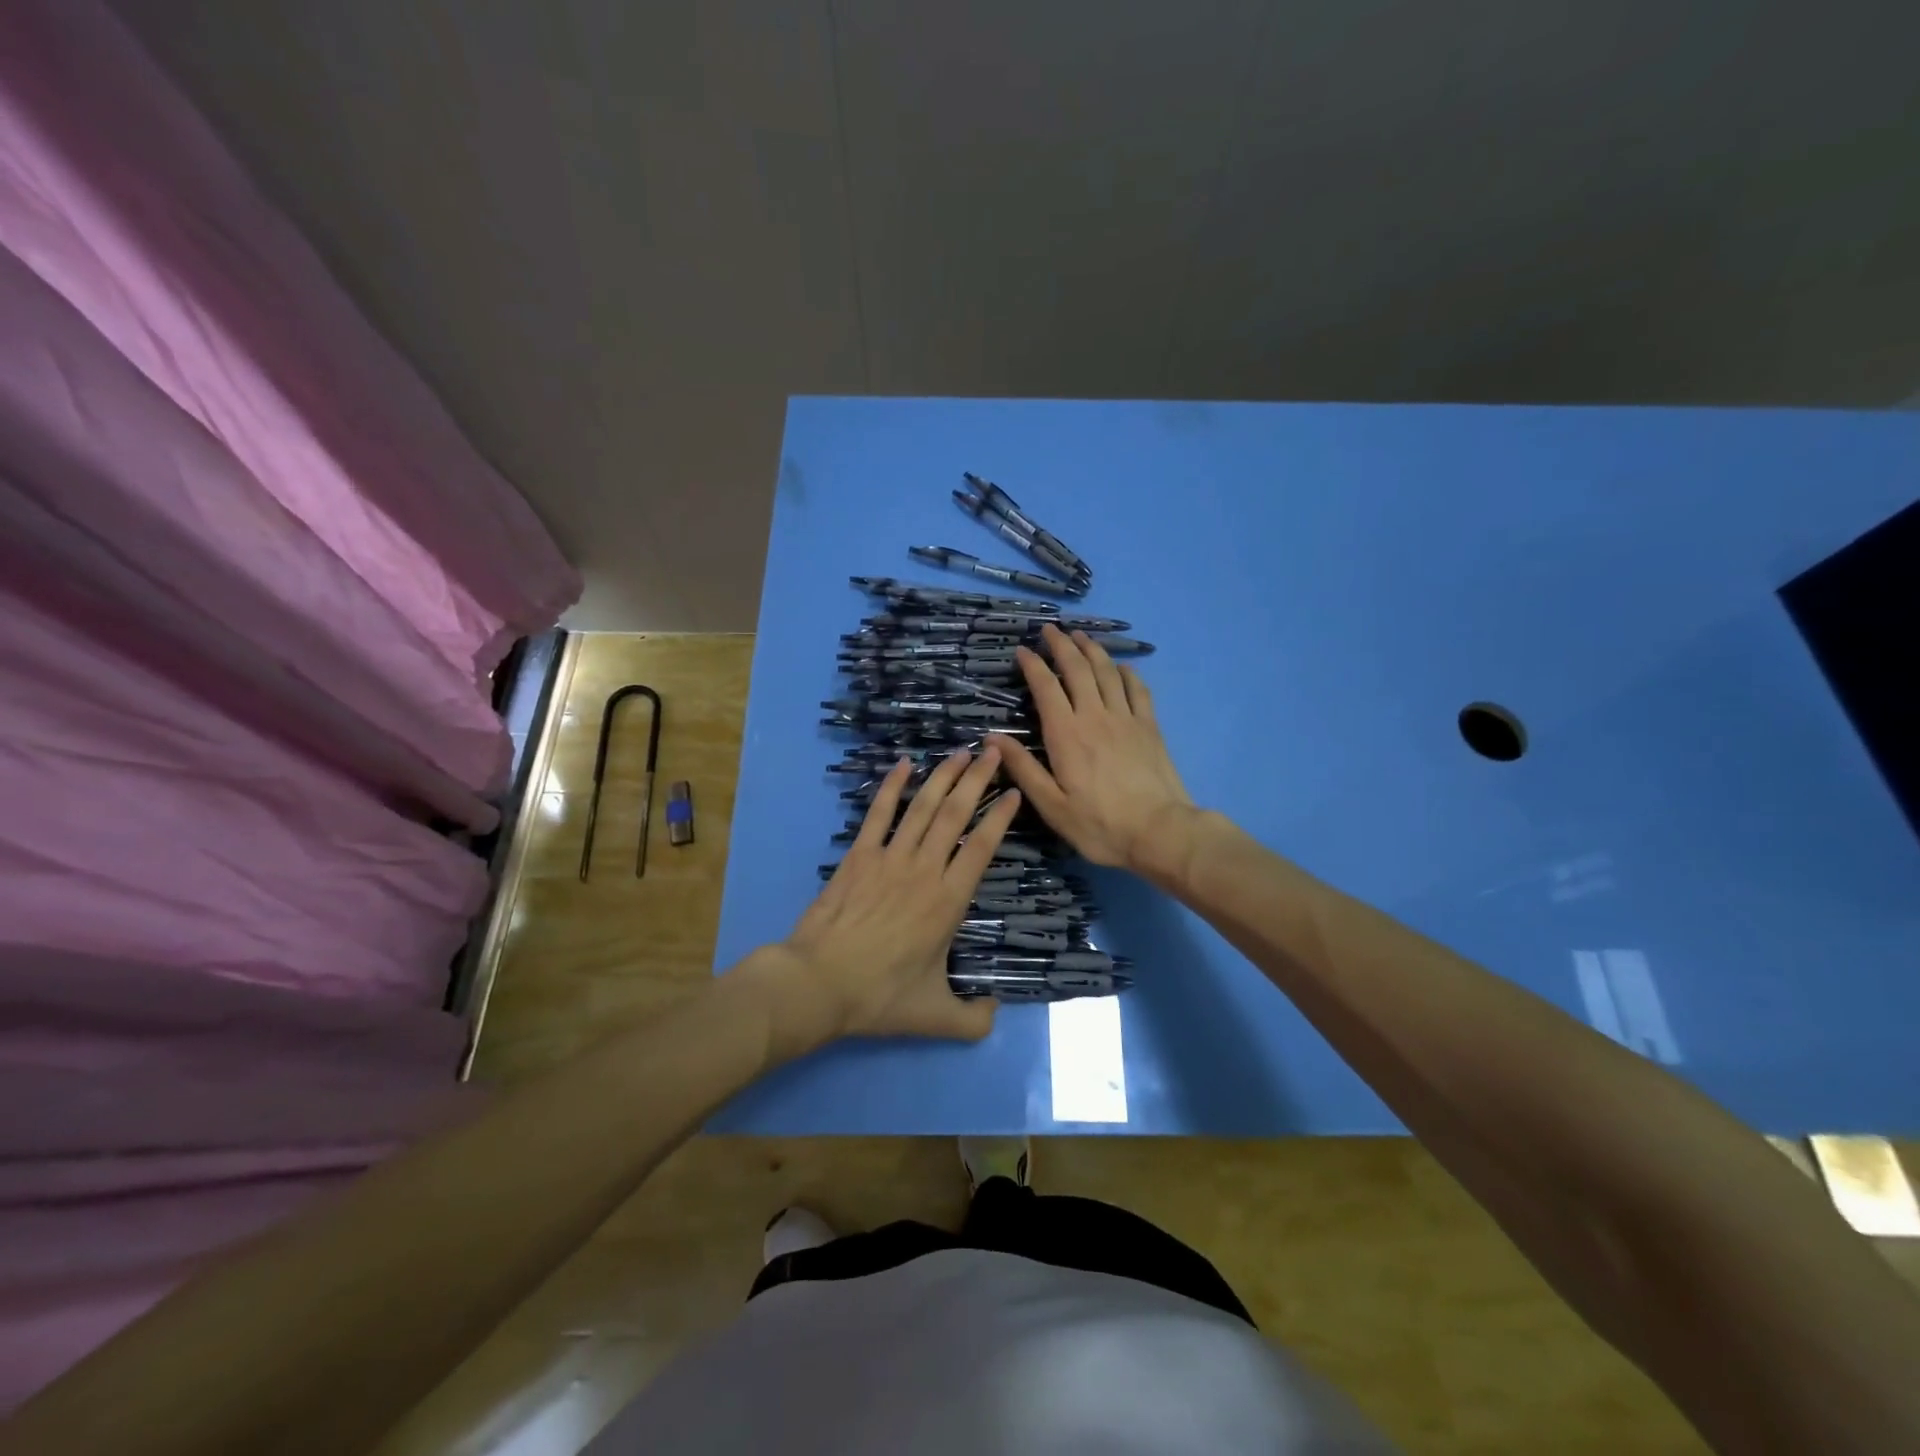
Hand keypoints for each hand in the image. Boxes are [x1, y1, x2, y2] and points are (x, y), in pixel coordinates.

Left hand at [779, 747, 1020, 1041]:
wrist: (818, 983)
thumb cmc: (879, 997)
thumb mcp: (935, 1018)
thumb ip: (972, 1019)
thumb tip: (994, 1013)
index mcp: (948, 901)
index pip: (982, 847)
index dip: (1001, 817)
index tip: (1015, 793)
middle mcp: (924, 870)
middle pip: (956, 814)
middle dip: (978, 780)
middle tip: (994, 751)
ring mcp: (889, 858)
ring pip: (923, 807)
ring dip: (943, 776)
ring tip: (961, 751)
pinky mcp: (859, 856)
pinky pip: (879, 814)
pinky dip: (891, 787)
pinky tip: (903, 764)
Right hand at [988, 626, 1195, 870]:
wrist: (1159, 832)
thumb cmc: (1099, 824)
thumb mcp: (1052, 805)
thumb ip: (1023, 768)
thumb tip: (992, 738)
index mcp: (1066, 734)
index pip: (1046, 687)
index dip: (1033, 665)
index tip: (1022, 651)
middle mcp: (1095, 716)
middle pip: (1078, 668)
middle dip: (1061, 645)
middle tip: (1050, 630)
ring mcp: (1126, 718)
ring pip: (1107, 671)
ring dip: (1092, 649)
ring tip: (1080, 636)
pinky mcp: (1149, 726)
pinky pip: (1138, 688)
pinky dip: (1126, 672)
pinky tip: (1121, 667)